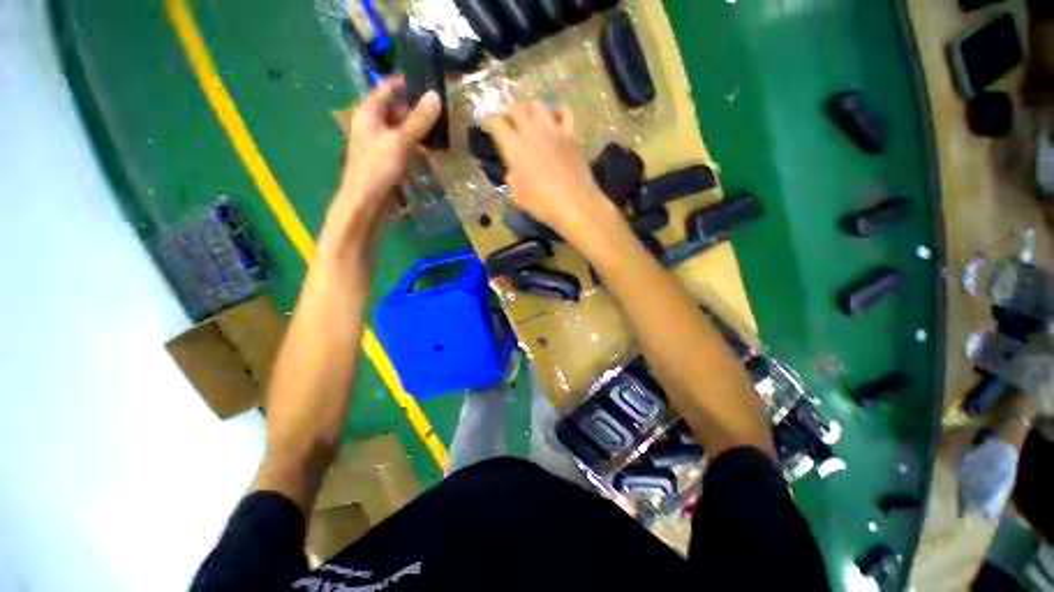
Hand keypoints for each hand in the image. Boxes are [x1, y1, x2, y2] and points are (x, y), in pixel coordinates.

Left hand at [324, 77, 439, 253]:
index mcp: (370, 112)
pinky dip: (419, 141)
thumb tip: (436, 96)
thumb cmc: (376, 168)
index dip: (408, 82)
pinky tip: (434, 144)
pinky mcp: (391, 158)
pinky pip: (407, 143)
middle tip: (444, 105)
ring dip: (421, 125)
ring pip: (404, 126)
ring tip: (444, 122)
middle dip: (419, 105)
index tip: (431, 80)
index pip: (389, 87)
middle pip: (398, 107)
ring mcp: (383, 142)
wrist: (367, 202)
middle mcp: (375, 123)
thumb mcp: (399, 141)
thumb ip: (418, 120)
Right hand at [484, 102, 612, 236]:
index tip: (488, 126)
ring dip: (531, 110)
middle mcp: (532, 132)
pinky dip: (557, 113)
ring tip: (532, 122)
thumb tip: (513, 170)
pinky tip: (555, 122)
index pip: (496, 123)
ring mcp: (554, 130)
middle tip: (511, 126)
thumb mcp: (518, 195)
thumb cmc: (543, 204)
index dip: (489, 121)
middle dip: (510, 114)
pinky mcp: (571, 134)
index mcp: (515, 147)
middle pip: (516, 107)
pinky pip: (564, 112)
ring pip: (538, 105)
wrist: (575, 204)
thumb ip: (512, 177)